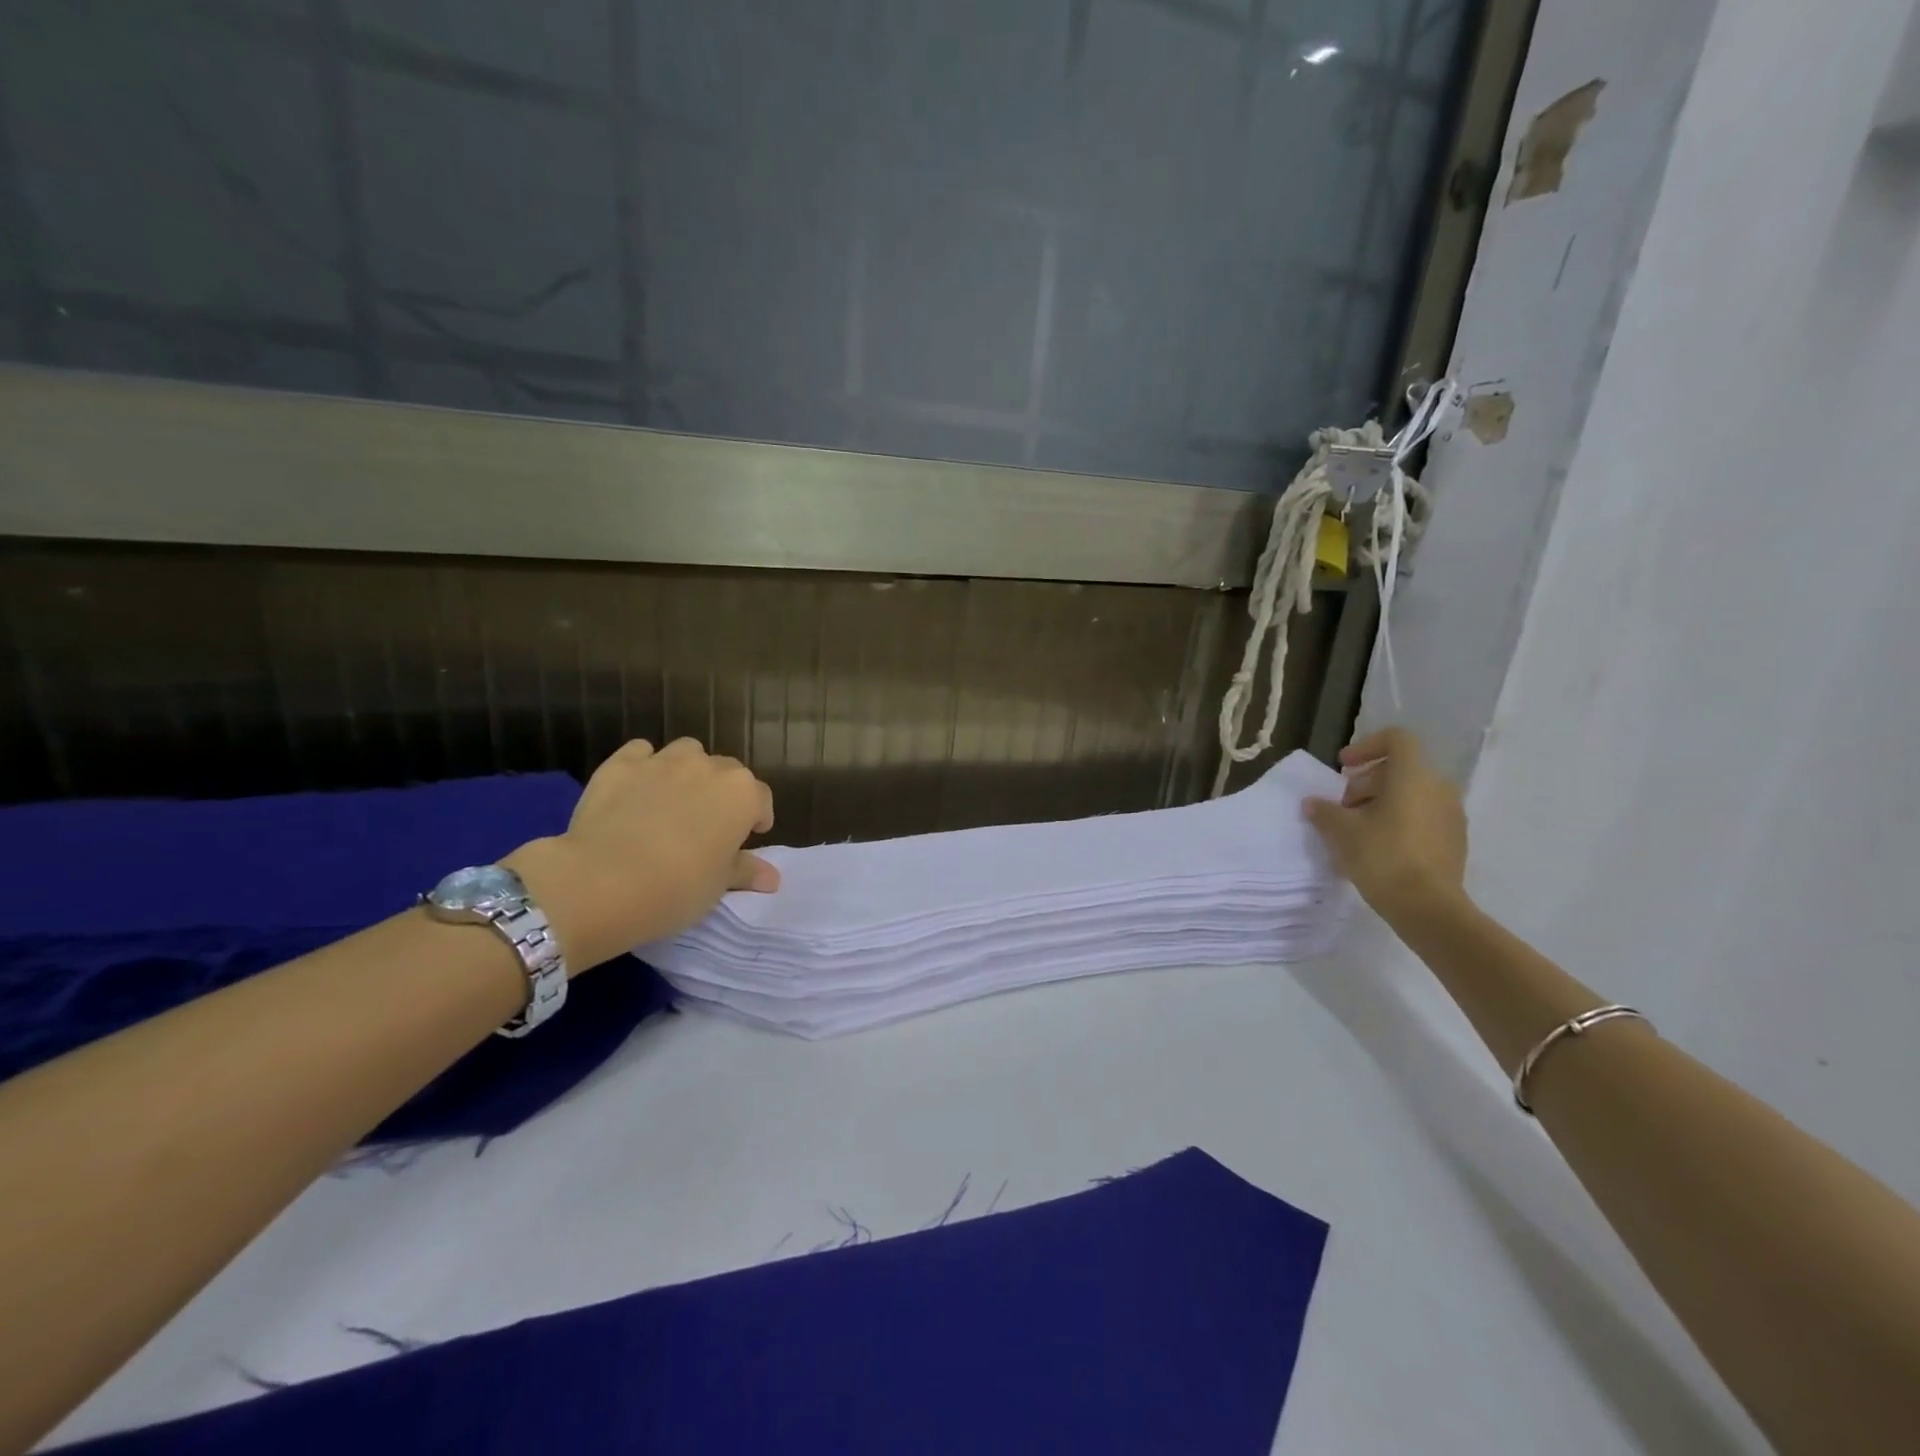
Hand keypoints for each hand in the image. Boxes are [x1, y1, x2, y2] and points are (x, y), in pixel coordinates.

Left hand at [505, 738, 777, 970]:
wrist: (602, 882)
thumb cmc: (677, 888)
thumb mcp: (718, 886)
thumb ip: (745, 871)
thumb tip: (772, 878)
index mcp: (742, 794)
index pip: (761, 799)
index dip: (756, 818)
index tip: (745, 839)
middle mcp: (709, 767)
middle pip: (727, 772)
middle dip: (722, 793)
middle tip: (707, 825)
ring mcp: (663, 761)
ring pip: (687, 753)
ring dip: (688, 770)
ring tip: (674, 800)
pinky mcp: (621, 764)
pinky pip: (641, 752)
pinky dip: (644, 765)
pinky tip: (636, 789)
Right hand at [1303, 727, 1467, 924]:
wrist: (1428, 908)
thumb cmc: (1382, 857)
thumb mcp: (1341, 831)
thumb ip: (1325, 811)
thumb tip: (1313, 803)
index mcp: (1413, 776)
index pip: (1396, 739)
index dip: (1367, 746)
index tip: (1344, 767)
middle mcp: (1439, 787)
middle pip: (1399, 769)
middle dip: (1367, 782)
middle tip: (1344, 808)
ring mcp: (1452, 814)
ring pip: (1412, 793)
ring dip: (1382, 803)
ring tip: (1359, 830)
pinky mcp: (1455, 839)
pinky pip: (1423, 816)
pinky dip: (1400, 820)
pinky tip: (1380, 847)